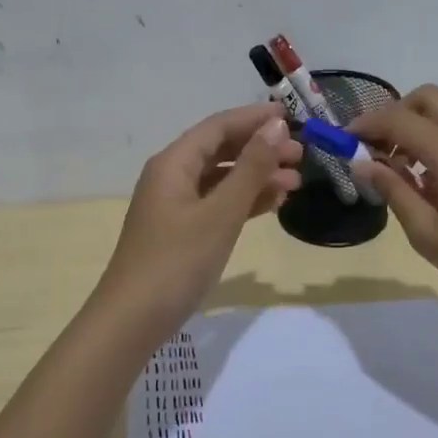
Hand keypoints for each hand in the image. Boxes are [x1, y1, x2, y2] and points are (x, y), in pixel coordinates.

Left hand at [95, 102, 302, 338]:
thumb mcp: (221, 213)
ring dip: (257, 177)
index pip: (218, 126)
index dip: (255, 119)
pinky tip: (272, 205)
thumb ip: (250, 168)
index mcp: (174, 163)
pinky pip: (217, 204)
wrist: (134, 319)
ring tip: (296, 182)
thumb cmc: (178, 261)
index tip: (294, 118)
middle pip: (220, 150)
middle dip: (261, 149)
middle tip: (303, 156)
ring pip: (221, 179)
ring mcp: (175, 206)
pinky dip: (243, 202)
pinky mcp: (181, 232)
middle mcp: (171, 177)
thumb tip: (276, 126)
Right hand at [350, 85, 437, 331]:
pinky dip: (437, 145)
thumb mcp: (428, 235)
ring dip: (417, 130)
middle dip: (395, 115)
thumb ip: (394, 192)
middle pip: (428, 100)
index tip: (343, 142)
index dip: (366, 125)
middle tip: (375, 151)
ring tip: (398, 176)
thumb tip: (362, 163)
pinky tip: (429, 188)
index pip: (400, 119)